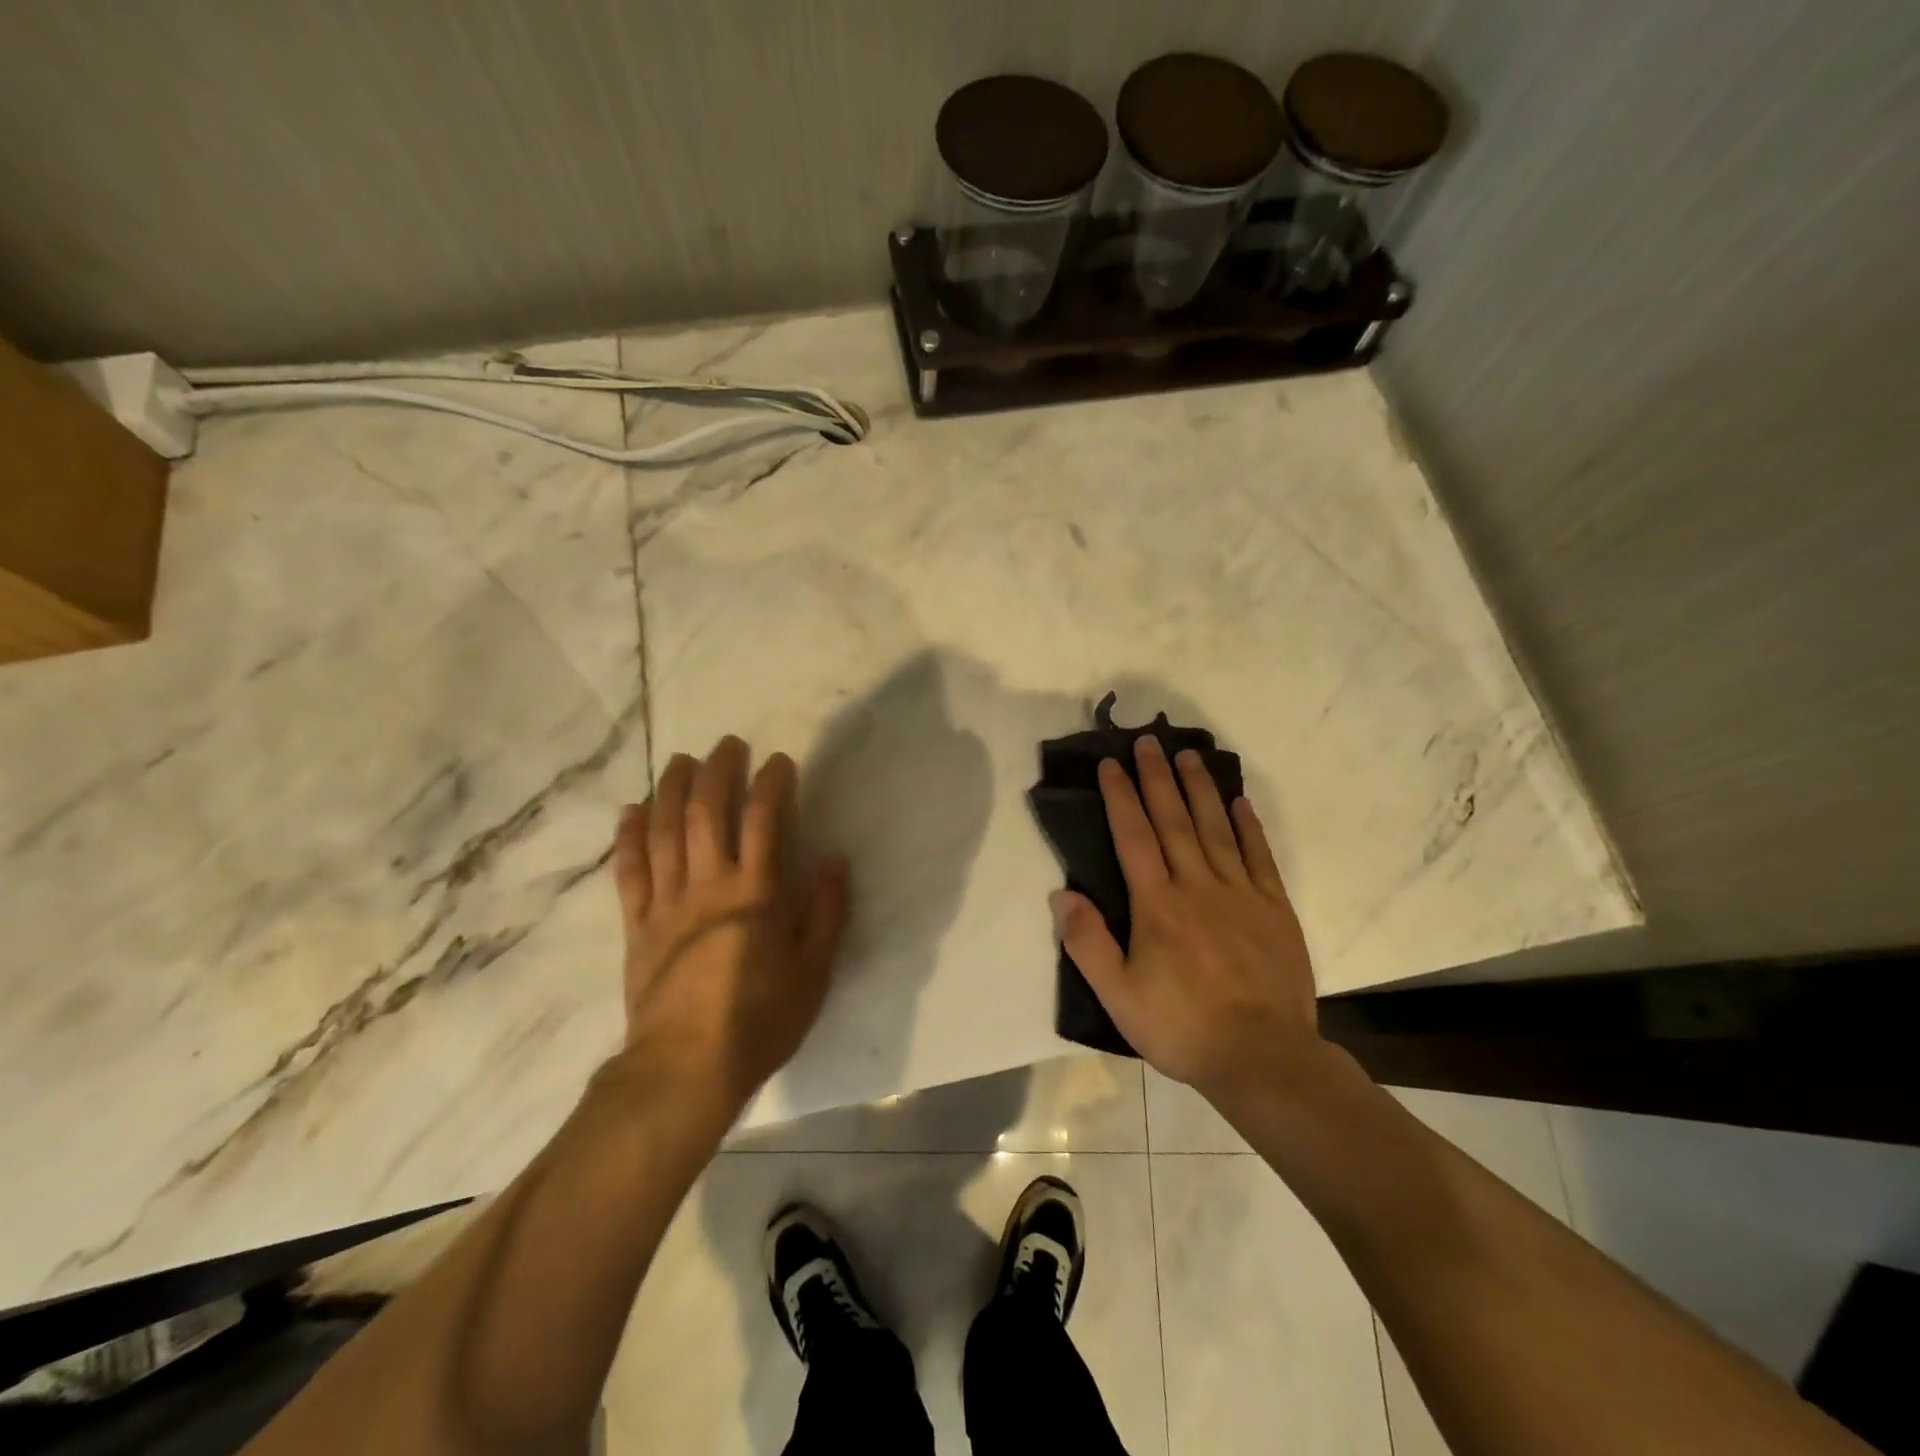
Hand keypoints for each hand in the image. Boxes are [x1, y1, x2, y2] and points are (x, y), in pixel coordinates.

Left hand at [612, 737, 848, 1112]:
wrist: (685, 1070)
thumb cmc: (759, 1021)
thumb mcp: (814, 973)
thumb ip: (828, 913)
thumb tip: (836, 861)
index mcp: (756, 894)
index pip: (763, 820)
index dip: (771, 784)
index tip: (779, 761)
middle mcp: (708, 885)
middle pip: (707, 813)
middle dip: (719, 771)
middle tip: (728, 745)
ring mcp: (667, 902)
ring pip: (664, 830)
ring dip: (673, 789)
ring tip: (682, 760)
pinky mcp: (637, 924)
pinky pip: (629, 869)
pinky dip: (629, 835)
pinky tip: (632, 810)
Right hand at [1051, 735, 1324, 1106]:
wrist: (1262, 1057)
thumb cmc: (1181, 1026)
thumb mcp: (1118, 996)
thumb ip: (1087, 942)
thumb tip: (1061, 893)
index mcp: (1158, 905)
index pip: (1134, 837)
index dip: (1120, 797)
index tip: (1110, 764)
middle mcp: (1198, 886)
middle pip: (1174, 820)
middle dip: (1157, 778)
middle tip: (1148, 741)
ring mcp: (1241, 893)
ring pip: (1216, 828)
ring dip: (1199, 788)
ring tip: (1188, 755)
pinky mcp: (1275, 908)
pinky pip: (1259, 855)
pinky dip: (1247, 825)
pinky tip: (1239, 801)